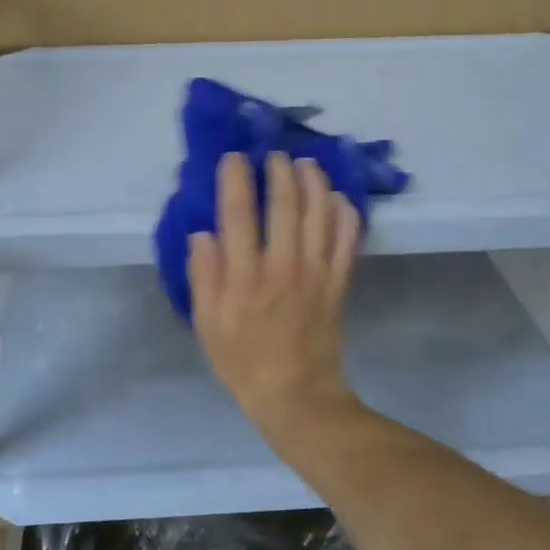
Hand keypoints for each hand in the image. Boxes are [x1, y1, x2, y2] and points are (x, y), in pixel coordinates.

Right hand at [189, 152, 362, 436]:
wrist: (296, 395)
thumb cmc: (243, 361)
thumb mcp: (207, 324)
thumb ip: (204, 276)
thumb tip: (203, 233)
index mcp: (244, 277)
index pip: (238, 215)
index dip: (236, 180)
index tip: (233, 157)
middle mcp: (282, 266)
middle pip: (285, 204)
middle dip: (280, 171)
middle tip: (274, 155)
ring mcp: (316, 273)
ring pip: (319, 214)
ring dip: (314, 182)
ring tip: (306, 164)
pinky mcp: (338, 283)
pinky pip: (347, 240)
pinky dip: (345, 214)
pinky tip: (339, 198)